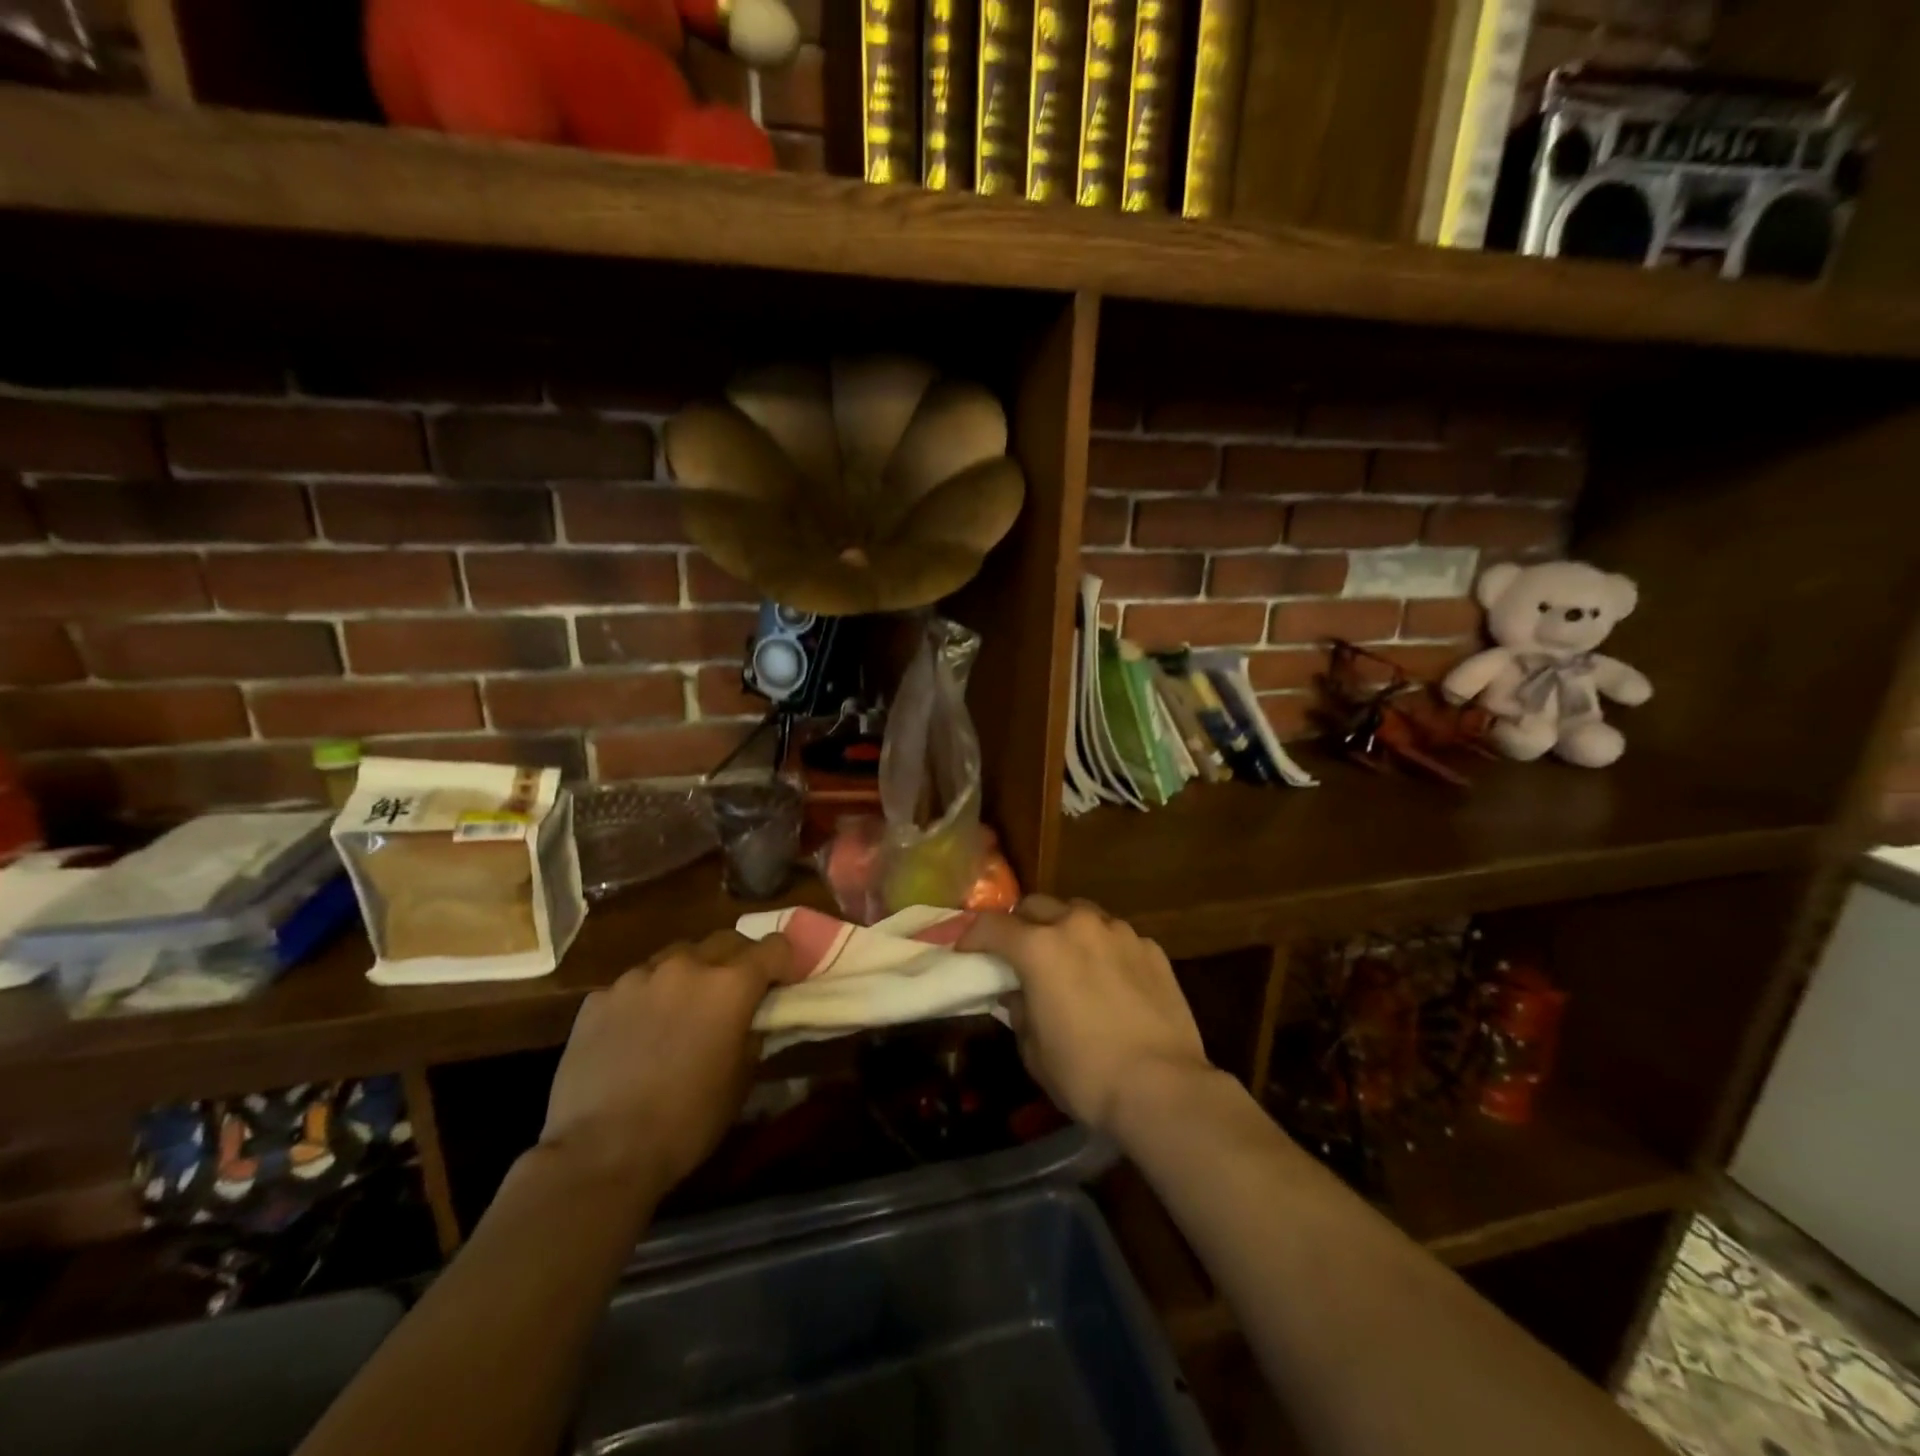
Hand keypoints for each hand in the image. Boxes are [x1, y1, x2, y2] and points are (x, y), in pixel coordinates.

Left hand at [539, 930, 795, 1194]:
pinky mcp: (599, 997)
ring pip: (676, 956)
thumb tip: (754, 1016)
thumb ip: (753, 1032)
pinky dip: (647, 998)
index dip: (784, 962)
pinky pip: (635, 984)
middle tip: (735, 993)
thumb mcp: (741, 1079)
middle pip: (726, 940)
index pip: (775, 946)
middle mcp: (686, 966)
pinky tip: (637, 1033)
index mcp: (730, 985)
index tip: (782, 983)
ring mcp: (638, 977)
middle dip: (739, 960)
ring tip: (681, 1010)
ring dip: (689, 974)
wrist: (600, 1153)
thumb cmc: (687, 1121)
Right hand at [959, 896, 1212, 1138]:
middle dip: (1020, 924)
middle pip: (1037, 905)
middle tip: (1018, 952)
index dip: (972, 935)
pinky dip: (1103, 948)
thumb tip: (1017, 994)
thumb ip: (1019, 1010)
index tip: (965, 950)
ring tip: (1067, 959)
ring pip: (1080, 914)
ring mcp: (1119, 932)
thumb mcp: (1034, 1050)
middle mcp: (1078, 925)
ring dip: (1064, 929)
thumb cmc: (1086, 1074)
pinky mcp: (1151, 948)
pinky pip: (1116, 937)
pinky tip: (1109, 979)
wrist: (1163, 1087)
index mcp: (1039, 947)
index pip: (992, 925)